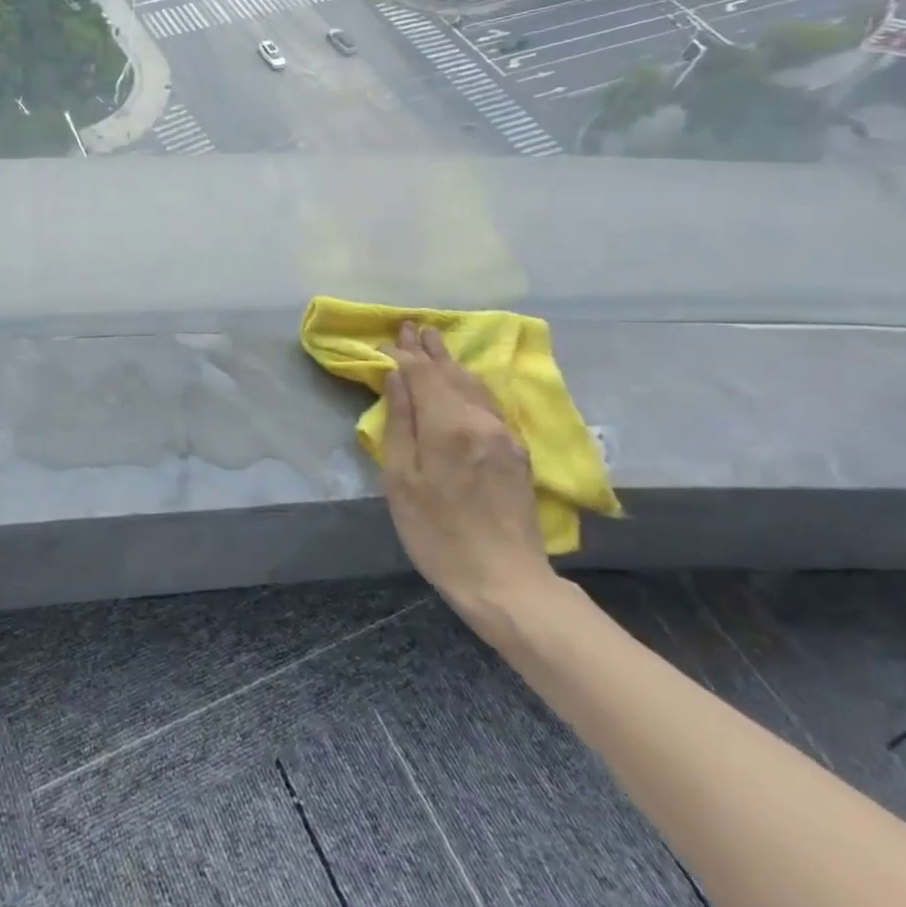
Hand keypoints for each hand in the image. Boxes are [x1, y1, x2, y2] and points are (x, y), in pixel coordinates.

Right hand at [381, 323, 556, 632]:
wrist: (505, 580)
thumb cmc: (437, 533)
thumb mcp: (401, 480)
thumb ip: (400, 423)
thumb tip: (395, 378)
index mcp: (448, 425)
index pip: (423, 374)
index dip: (403, 355)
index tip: (388, 339)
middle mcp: (481, 420)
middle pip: (452, 373)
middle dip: (430, 349)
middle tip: (413, 326)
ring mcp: (504, 434)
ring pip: (475, 385)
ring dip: (452, 362)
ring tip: (436, 343)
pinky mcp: (517, 451)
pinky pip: (489, 403)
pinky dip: (470, 384)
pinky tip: (465, 381)